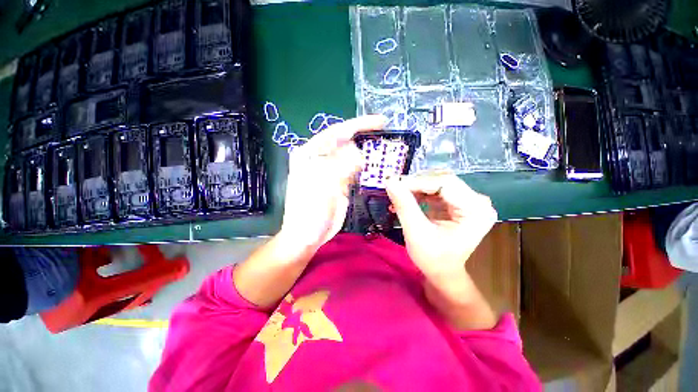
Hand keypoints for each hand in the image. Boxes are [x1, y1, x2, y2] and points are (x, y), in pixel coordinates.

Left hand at [279, 115, 386, 250]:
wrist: (307, 235)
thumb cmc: (308, 211)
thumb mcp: (322, 185)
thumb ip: (340, 166)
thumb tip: (360, 154)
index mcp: (310, 153)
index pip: (336, 132)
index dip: (358, 125)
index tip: (380, 122)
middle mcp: (321, 158)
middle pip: (346, 142)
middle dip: (366, 138)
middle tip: (387, 138)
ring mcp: (332, 171)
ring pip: (353, 156)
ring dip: (368, 153)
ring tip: (386, 151)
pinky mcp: (341, 183)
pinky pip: (356, 170)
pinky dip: (367, 167)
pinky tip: (377, 166)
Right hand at [386, 173, 497, 280]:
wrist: (442, 271)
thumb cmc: (433, 258)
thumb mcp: (416, 232)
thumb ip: (404, 205)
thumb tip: (390, 181)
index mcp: (475, 210)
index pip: (445, 183)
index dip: (417, 181)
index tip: (394, 185)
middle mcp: (477, 201)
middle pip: (442, 180)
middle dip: (415, 184)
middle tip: (394, 190)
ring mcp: (469, 200)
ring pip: (437, 182)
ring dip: (415, 187)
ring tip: (398, 196)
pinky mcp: (458, 202)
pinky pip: (436, 189)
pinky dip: (419, 192)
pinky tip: (406, 199)